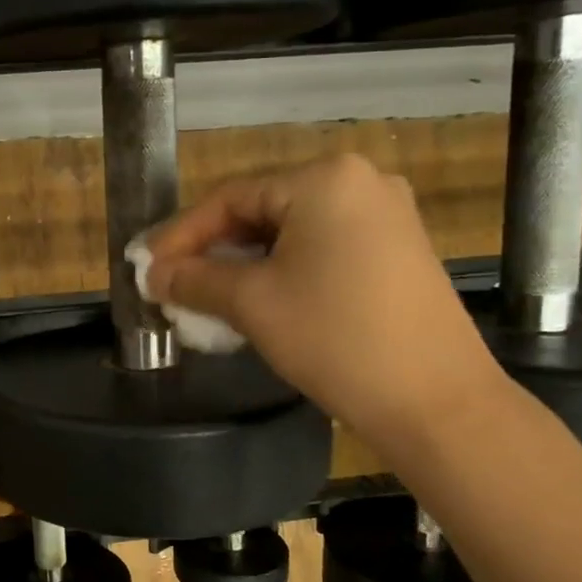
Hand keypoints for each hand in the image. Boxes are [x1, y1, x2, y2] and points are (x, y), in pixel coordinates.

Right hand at [142, 155, 505, 443]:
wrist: (436, 402)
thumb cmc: (335, 338)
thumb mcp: (252, 304)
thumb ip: (194, 279)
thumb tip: (153, 274)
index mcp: (323, 179)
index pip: (230, 198)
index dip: (180, 234)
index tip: (145, 268)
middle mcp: (359, 181)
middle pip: (261, 211)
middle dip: (212, 250)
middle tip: (172, 283)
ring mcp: (385, 216)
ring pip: (290, 233)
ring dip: (243, 264)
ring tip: (206, 297)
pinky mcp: (397, 250)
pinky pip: (321, 248)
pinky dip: (281, 271)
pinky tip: (255, 301)